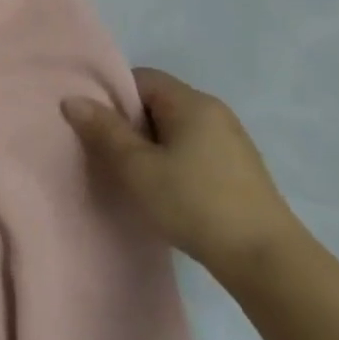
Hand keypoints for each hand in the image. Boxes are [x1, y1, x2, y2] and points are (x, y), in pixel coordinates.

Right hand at [61, 68, 304, 283]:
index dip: (111, 95)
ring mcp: (231, 143)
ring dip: (147, 145)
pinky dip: (170, 161)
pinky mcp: (238, 171)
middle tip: (103, 150)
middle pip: (157, 102)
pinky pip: (191, 150)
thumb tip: (72, 99)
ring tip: (129, 173)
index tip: (93, 123)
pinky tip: (162, 189)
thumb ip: (103, 129)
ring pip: (173, 129)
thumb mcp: (136, 166)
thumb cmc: (194, 203)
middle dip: (127, 122)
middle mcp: (215, 114)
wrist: (266, 261)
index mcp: (192, 103)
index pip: (141, 78)